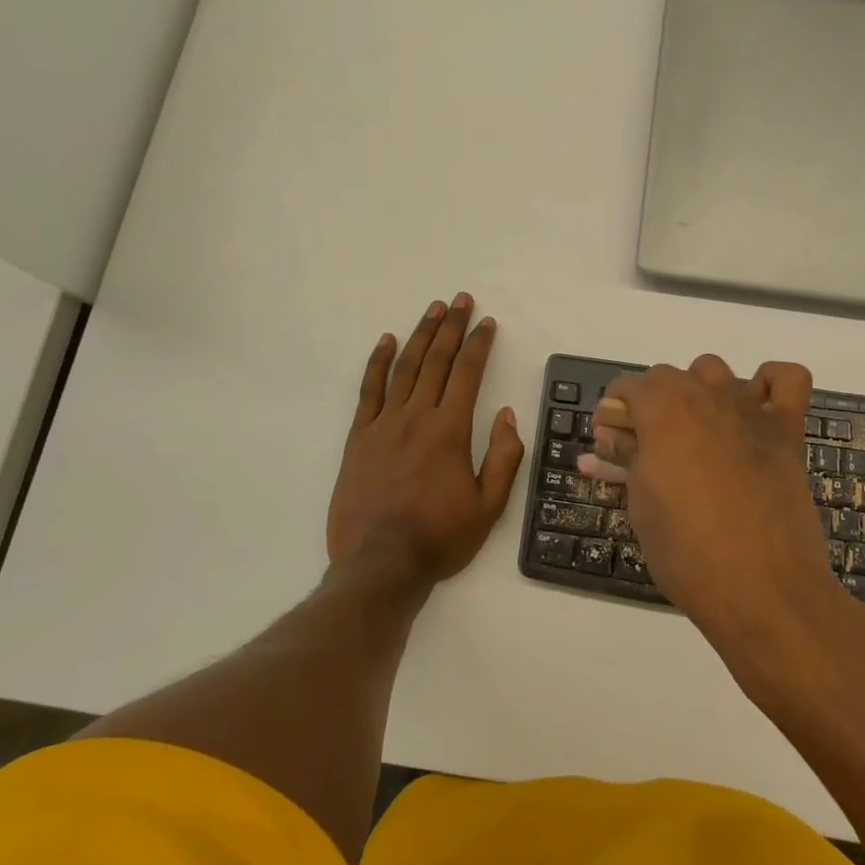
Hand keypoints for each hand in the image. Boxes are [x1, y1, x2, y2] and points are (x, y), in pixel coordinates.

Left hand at [326, 294, 524, 587]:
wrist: (380, 564)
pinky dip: (378, 363)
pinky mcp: (359, 437)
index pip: (468, 374)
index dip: (480, 344)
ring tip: (433, 310)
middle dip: (452, 327)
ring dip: (421, 335)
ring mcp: (384, 424)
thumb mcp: (488, 506)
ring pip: (405, 368)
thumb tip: (505, 414)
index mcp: (451, 430)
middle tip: (461, 300)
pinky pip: (369, 391)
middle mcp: (417, 416)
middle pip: (437, 361)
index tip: (487, 322)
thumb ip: (502, 456)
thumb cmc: (439, 537)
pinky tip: (386, 341)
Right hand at [580, 355, 850, 655]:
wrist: (762, 588)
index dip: (614, 413)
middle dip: (650, 403)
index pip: (627, 386)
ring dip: (698, 390)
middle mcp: (705, 396)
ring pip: (715, 370)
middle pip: (667, 375)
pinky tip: (753, 410)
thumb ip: (626, 460)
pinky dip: (769, 383)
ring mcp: (749, 409)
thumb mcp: (641, 505)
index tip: (611, 443)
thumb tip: (610, 439)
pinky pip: (787, 379)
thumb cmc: (687, 551)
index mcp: (662, 411)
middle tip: (646, 448)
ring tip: (695, 431)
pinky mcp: (787, 430)